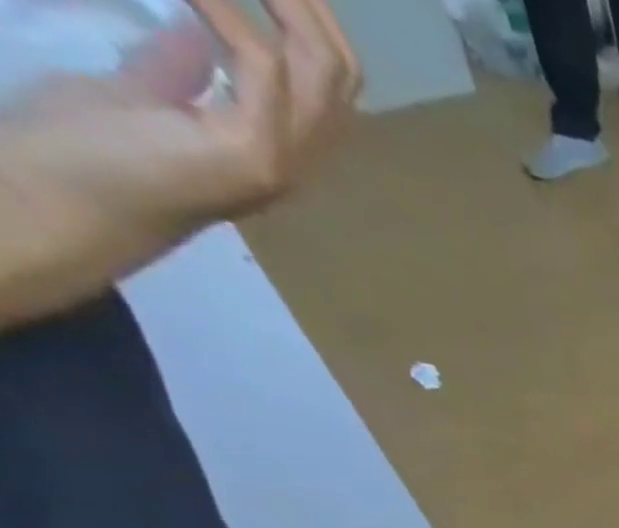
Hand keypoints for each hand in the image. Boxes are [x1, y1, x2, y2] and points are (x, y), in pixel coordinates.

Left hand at [0, 0, 360, 323]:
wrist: (61, 201)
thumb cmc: (89, 153)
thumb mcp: (142, 95)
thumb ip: (179, 68)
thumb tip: (199, 25)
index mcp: (278, 141)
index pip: (326, 78)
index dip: (306, 15)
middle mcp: (297, 155)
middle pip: (342, 73)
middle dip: (309, 2)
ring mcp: (280, 159)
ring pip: (322, 70)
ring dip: (283, 0)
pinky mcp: (252, 154)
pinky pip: (260, 67)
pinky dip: (224, 8)